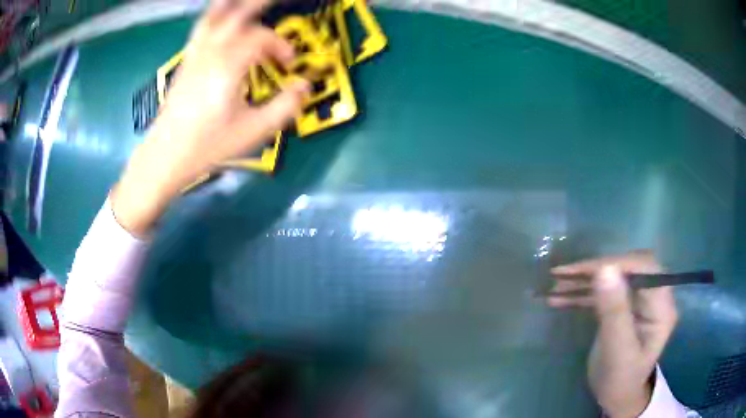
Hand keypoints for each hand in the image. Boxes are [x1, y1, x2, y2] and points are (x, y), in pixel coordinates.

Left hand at [113, 0, 308, 236]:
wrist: (165, 155)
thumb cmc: (207, 146)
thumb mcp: (253, 131)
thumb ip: (284, 106)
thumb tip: (305, 86)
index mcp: (228, 65)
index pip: (261, 38)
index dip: (280, 46)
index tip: (288, 64)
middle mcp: (210, 51)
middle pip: (238, 13)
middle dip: (262, 3)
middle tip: (282, 2)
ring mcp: (195, 53)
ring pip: (215, 14)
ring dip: (234, 4)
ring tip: (251, 2)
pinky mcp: (186, 60)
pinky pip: (201, 27)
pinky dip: (215, 15)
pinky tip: (222, 17)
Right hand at [547, 250, 677, 417]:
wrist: (615, 397)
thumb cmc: (620, 379)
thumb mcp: (618, 350)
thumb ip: (614, 311)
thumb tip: (604, 269)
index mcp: (661, 305)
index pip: (644, 267)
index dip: (617, 263)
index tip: (584, 270)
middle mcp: (652, 295)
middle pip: (626, 268)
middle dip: (595, 269)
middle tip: (563, 274)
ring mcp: (637, 300)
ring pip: (612, 278)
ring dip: (583, 281)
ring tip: (554, 284)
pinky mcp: (622, 306)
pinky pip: (603, 293)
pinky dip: (581, 294)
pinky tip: (558, 298)